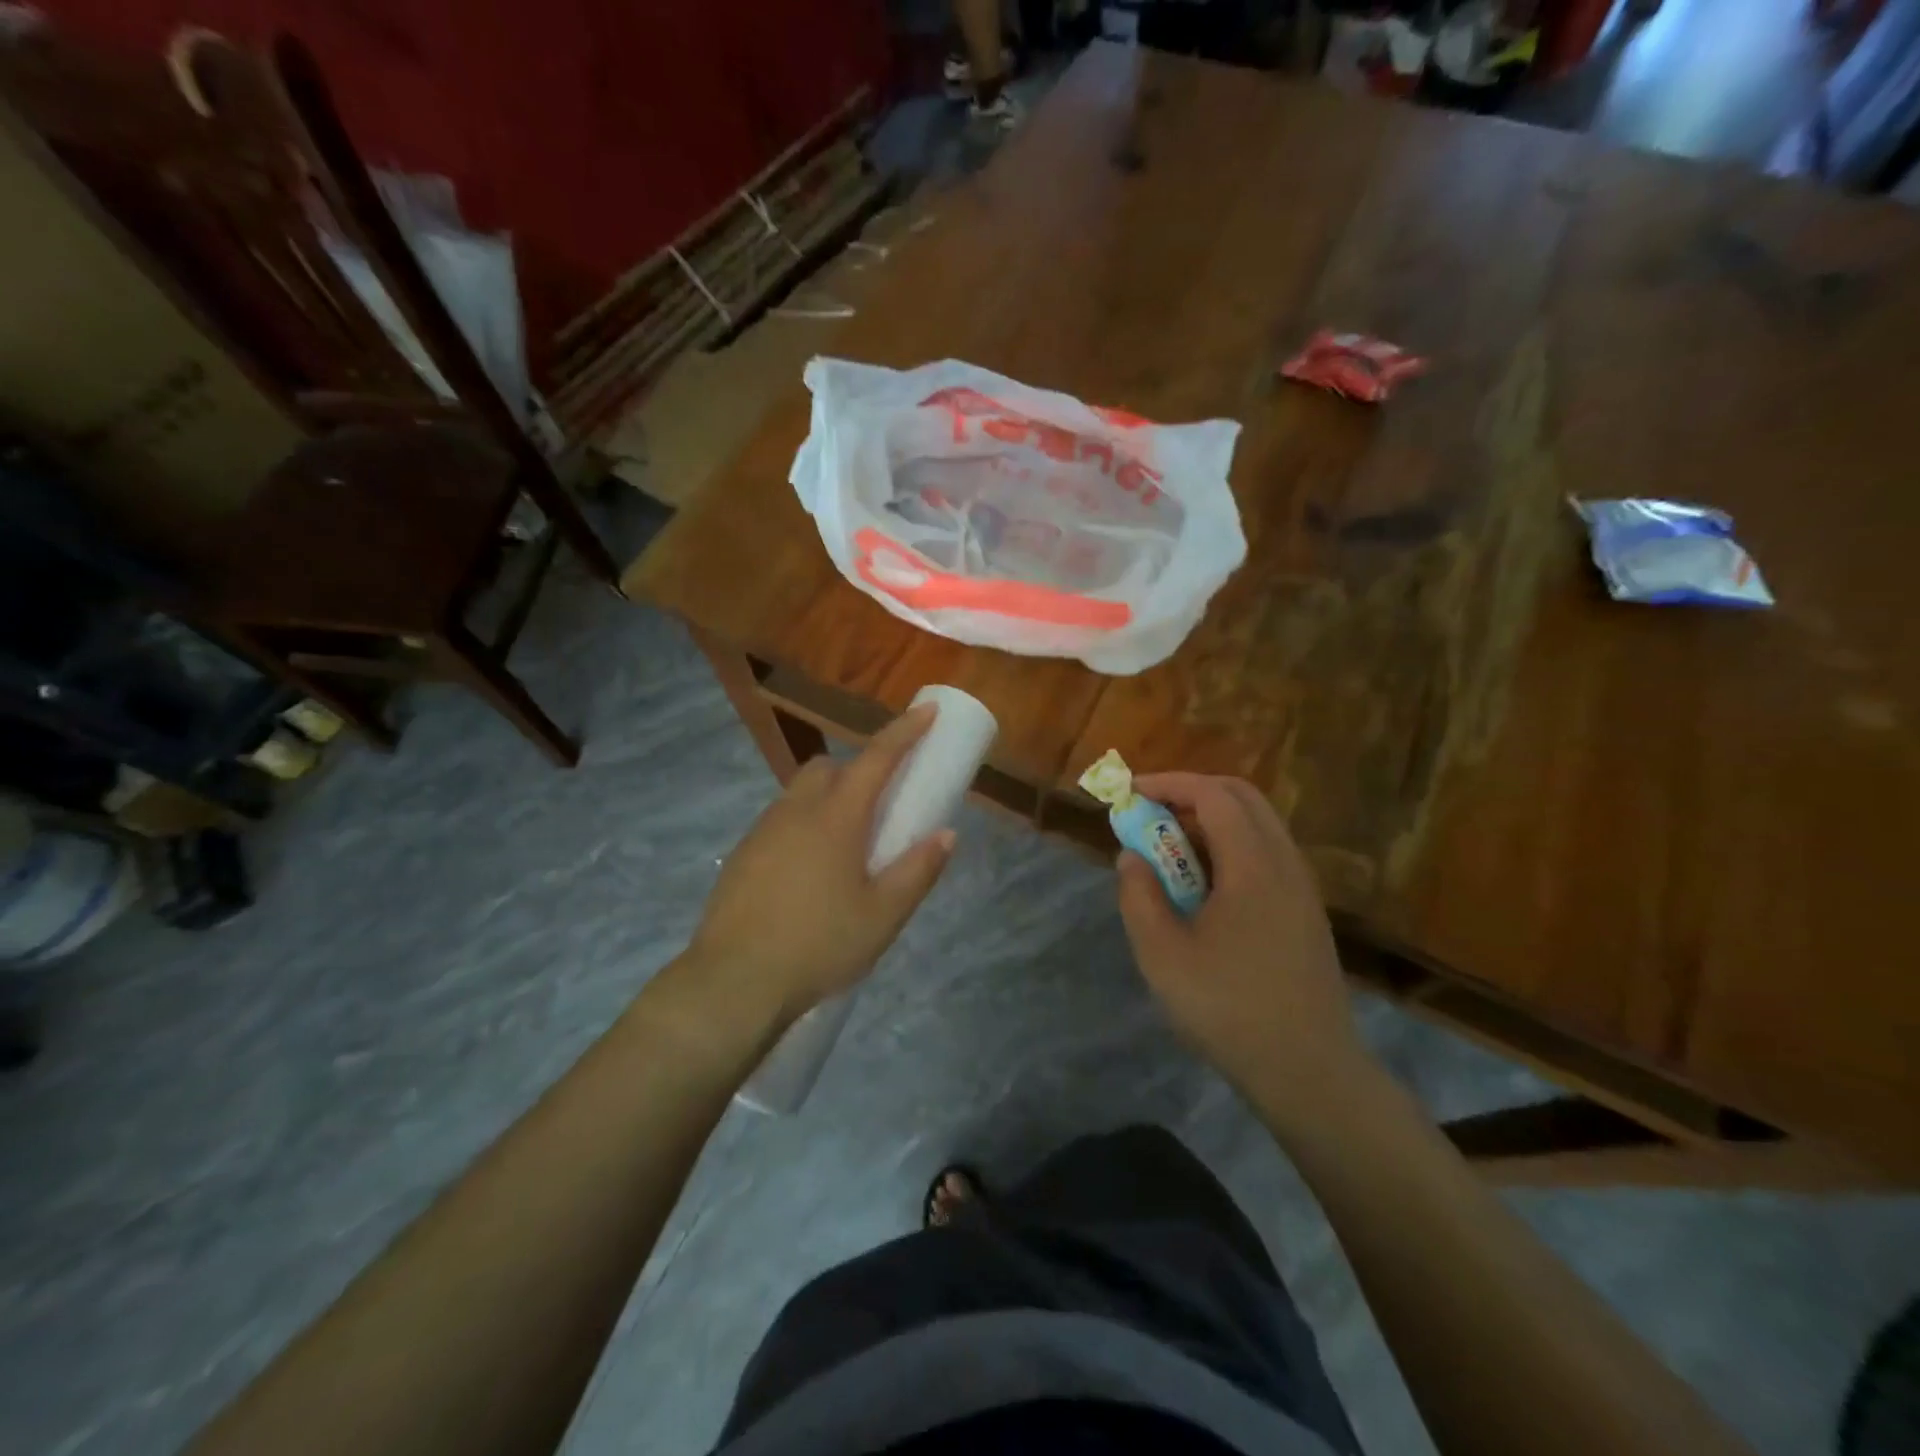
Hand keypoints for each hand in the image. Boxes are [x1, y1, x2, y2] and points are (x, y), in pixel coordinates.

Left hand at [687, 705, 954, 1022]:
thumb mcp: (882, 916)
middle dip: (857, 770)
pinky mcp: (742, 855)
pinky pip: (780, 821)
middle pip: (829, 767)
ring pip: (800, 793)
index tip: (928, 712)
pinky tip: (808, 875)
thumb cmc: (819, 945)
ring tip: (844, 849)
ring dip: (827, 799)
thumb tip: (946, 834)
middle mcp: (796, 811)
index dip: (905, 732)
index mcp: (836, 817)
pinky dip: (802, 827)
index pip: (877, 758)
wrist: (734, 981)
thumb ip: (918, 871)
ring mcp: (763, 831)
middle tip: (877, 806)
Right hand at [1116, 773, 1369, 1109]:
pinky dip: (1230, 847)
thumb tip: (1133, 857)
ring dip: (1211, 821)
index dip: (1168, 783)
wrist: (1309, 1071)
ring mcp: (1302, 888)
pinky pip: (1266, 854)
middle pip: (1242, 798)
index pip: (1213, 794)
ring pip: (1257, 825)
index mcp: (1254, 865)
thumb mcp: (1161, 954)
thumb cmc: (1228, 1008)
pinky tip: (1204, 887)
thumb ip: (1139, 895)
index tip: (1130, 793)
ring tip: (1170, 850)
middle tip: (1150, 815)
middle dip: (1191, 793)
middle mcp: (1285, 864)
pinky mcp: (1305, 913)